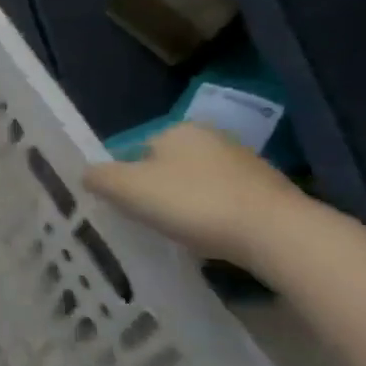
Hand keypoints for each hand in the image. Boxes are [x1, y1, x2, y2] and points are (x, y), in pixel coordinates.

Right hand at [84, 122, 304, 266]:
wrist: (276, 233)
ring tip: (178, 232)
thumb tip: (89, 175)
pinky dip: (212, 216)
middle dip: (155, 190)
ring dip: (184, 205)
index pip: (135, 150)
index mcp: (177, 129)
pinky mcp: (268, 192)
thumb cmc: (192, 202)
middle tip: (146, 220)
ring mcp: (245, 163)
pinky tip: (209, 236)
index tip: (124, 205)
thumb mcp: (126, 189)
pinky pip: (223, 202)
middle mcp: (212, 137)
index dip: (124, 178)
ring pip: (196, 184)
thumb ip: (99, 178)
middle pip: (165, 166)